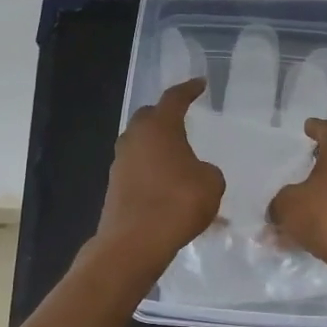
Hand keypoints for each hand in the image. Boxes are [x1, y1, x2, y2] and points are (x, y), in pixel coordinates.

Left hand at [95, 78, 224, 268]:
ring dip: (157, 147)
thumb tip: (197, 172)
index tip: (199, 84)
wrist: (135, 242)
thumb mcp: (211, 183)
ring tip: (177, 157)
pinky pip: (137, 168)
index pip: (174, 98)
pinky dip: (151, 171)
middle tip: (182, 119)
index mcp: (160, 126)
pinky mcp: (114, 186)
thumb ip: (207, 170)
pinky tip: (167, 186)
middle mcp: (135, 138)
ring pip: (140, 144)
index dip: (189, 89)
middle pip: (149, 117)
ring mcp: (120, 162)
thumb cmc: (178, 202)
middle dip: (165, 116)